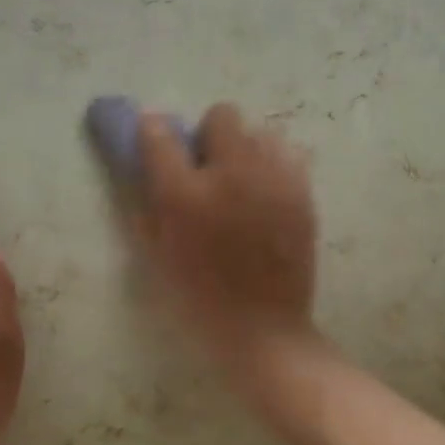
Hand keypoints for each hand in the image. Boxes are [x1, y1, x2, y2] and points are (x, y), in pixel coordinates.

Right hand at [134, 103, 318, 364]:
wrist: (262, 329)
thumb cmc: (198, 298)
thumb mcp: (155, 254)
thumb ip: (145, 203)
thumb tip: (142, 164)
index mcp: (185, 195)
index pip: (159, 133)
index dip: (152, 131)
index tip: (154, 140)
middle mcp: (231, 175)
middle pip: (221, 115)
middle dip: (208, 136)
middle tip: (206, 169)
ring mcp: (273, 180)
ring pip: (259, 131)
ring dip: (244, 149)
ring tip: (241, 183)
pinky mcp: (303, 193)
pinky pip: (287, 154)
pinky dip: (273, 164)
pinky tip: (266, 193)